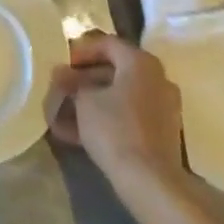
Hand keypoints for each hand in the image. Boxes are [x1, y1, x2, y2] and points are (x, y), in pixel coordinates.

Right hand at [46, 32, 186, 192]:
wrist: (150, 180)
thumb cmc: (115, 128)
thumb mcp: (84, 101)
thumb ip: (72, 83)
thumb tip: (61, 73)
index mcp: (140, 62)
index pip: (107, 44)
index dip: (81, 51)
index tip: (62, 63)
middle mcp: (157, 78)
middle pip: (115, 70)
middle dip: (84, 80)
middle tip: (61, 89)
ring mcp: (162, 106)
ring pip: (120, 96)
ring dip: (92, 102)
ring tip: (63, 115)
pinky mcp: (161, 132)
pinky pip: (128, 116)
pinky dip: (106, 119)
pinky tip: (78, 133)